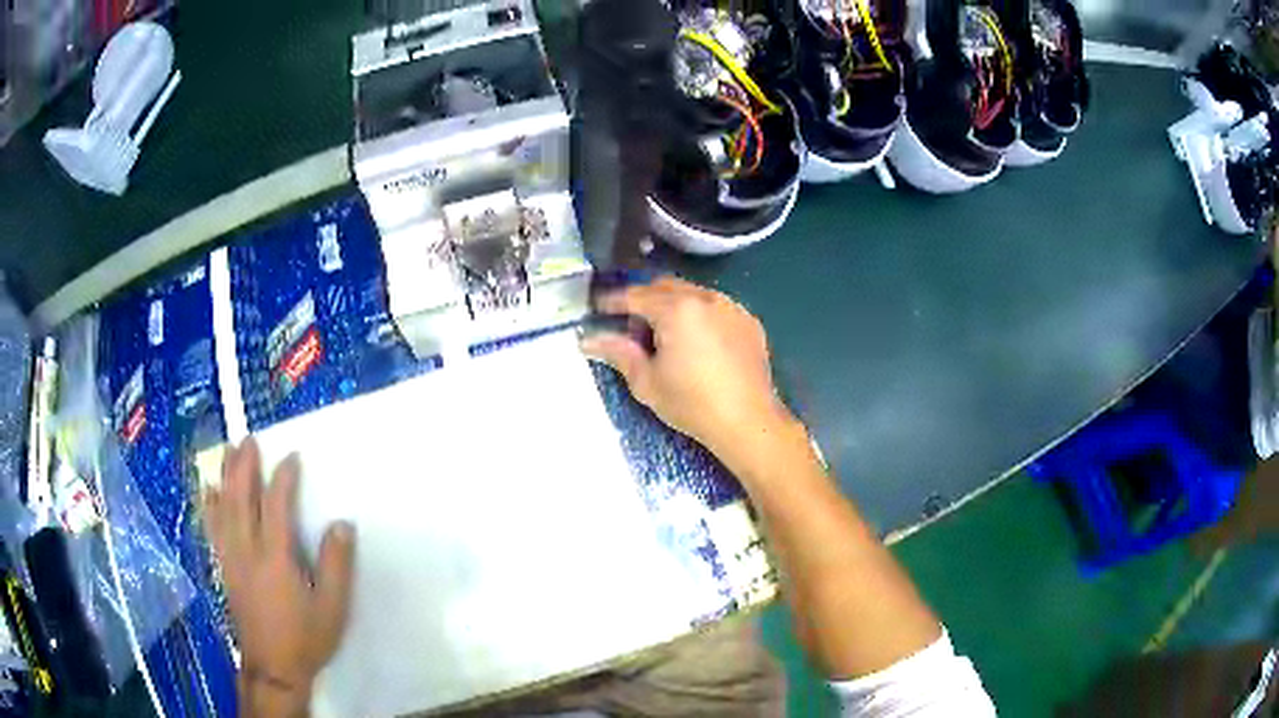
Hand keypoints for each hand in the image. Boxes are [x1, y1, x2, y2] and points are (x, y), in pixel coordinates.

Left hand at [203, 438, 355, 710]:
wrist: (273, 666)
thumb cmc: (306, 637)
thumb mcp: (332, 607)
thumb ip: (336, 565)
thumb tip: (342, 524)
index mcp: (275, 558)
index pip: (276, 506)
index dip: (283, 478)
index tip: (291, 457)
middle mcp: (248, 550)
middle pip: (242, 499)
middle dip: (244, 466)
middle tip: (248, 439)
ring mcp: (231, 558)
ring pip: (224, 508)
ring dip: (226, 477)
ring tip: (228, 451)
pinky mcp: (225, 568)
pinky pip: (213, 528)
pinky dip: (210, 505)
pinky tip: (209, 491)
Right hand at [582, 276, 793, 457]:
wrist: (748, 421)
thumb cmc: (692, 404)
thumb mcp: (647, 381)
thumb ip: (618, 352)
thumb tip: (588, 340)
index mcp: (676, 309)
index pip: (635, 295)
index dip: (612, 301)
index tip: (597, 308)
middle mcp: (706, 298)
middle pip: (665, 287)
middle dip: (643, 300)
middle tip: (630, 327)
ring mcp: (732, 307)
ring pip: (693, 294)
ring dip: (673, 305)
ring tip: (665, 335)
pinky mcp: (749, 322)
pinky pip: (716, 308)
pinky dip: (699, 315)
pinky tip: (697, 342)